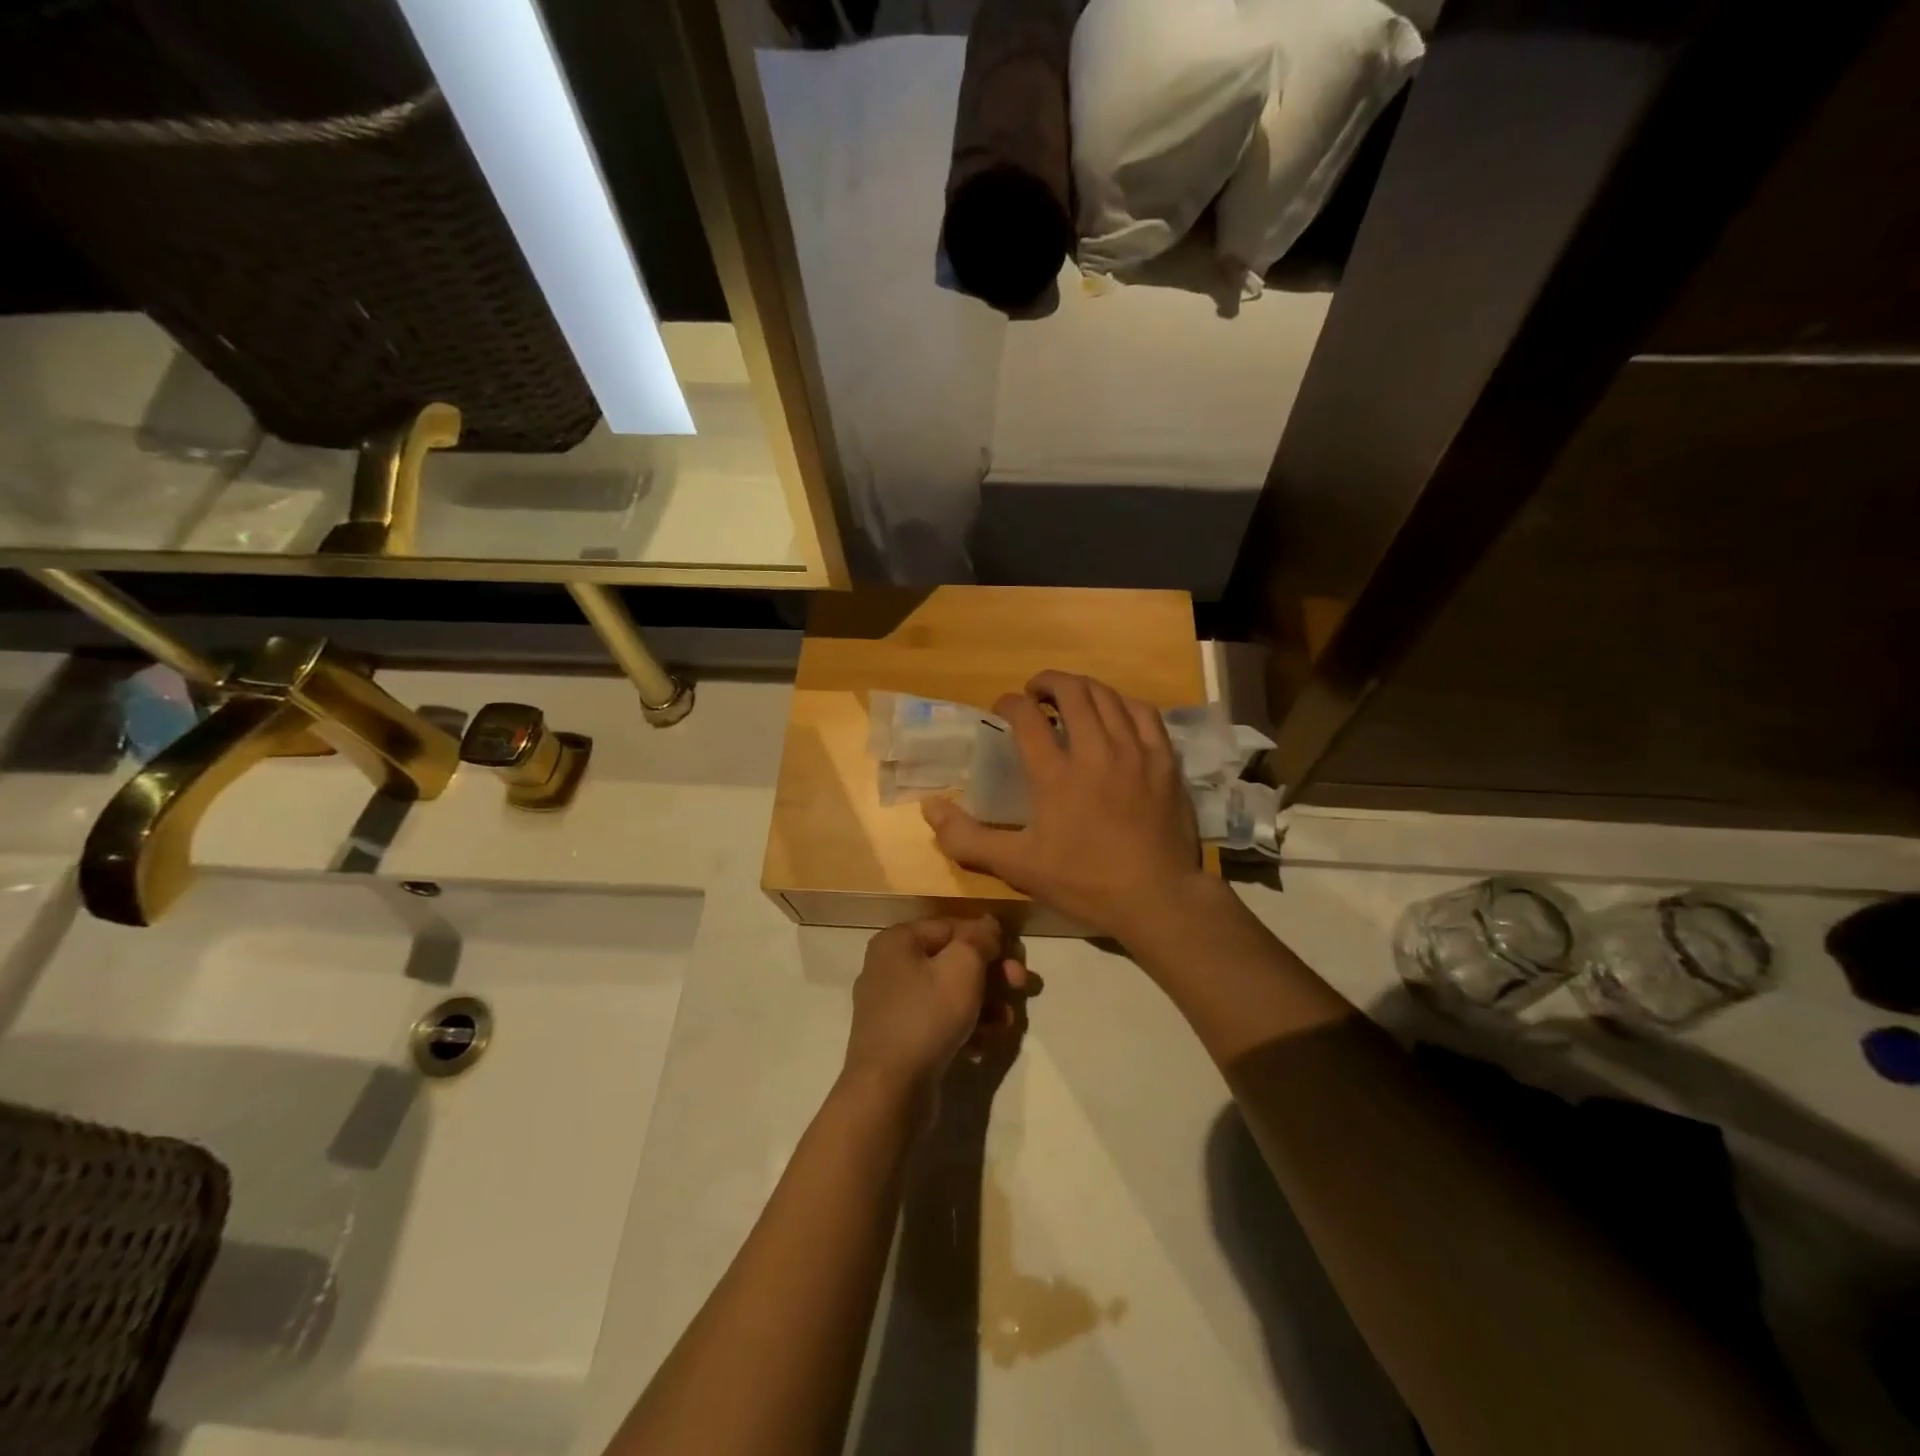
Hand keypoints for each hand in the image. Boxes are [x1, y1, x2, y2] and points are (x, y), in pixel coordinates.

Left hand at [843, 917, 1027, 1100]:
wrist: (889, 1091)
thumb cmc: (926, 1017)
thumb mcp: (962, 968)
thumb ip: (979, 940)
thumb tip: (988, 924)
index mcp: (897, 941)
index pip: (951, 926)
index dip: (987, 939)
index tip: (1016, 958)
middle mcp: (889, 967)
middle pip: (951, 960)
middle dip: (991, 974)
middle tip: (1020, 986)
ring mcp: (893, 1006)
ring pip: (949, 993)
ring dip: (984, 1004)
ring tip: (1006, 1023)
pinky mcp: (901, 1039)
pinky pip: (939, 1021)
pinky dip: (964, 1028)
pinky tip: (982, 1046)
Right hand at [921, 671, 1211, 945]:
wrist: (1156, 898)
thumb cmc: (1083, 881)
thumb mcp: (1017, 865)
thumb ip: (968, 838)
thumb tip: (929, 808)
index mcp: (1055, 773)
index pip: (1026, 717)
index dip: (1009, 704)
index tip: (1002, 708)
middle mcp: (1095, 750)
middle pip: (1071, 692)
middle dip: (1047, 683)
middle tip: (1035, 694)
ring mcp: (1134, 752)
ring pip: (1107, 696)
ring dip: (1083, 688)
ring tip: (1070, 697)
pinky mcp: (1164, 760)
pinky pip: (1145, 713)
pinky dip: (1123, 703)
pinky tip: (1115, 712)